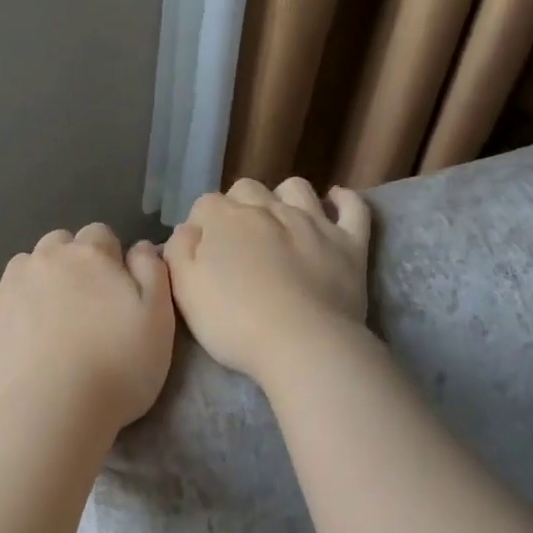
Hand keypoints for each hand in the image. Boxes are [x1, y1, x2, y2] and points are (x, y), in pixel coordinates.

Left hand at [0, 224, 175, 440]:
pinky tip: (32, 342)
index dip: (111, 258)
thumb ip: (153, 271)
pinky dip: (21, 309)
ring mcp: (11, 287)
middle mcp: (46, 259)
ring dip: (43, 280)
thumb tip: (141, 247)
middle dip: (74, 262)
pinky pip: (8, 299)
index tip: (118, 290)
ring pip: (29, 267)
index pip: (100, 234)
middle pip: (60, 243)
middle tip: (88, 304)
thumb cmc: (118, 364)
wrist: (53, 410)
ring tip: (56, 320)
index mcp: (89, 253)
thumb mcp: (159, 318)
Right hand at [164, 179, 370, 384]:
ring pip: (296, 188)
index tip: (203, 253)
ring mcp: (313, 222)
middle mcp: (268, 209)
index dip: (202, 226)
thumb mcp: (184, 291)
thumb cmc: (234, 322)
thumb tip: (189, 229)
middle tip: (239, 242)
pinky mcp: (350, 242)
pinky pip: (353, 208)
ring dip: (284, 197)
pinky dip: (344, 201)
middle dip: (239, 206)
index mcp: (225, 219)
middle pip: (247, 189)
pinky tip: (336, 201)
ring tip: (280, 222)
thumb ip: (179, 251)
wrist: (302, 344)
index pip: (205, 204)